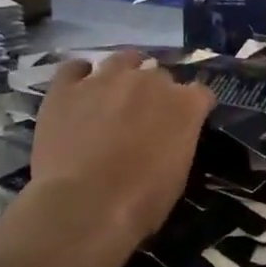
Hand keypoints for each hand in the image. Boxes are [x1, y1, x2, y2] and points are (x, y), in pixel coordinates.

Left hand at [31, 51, 214, 248]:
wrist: (84, 206)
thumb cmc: (140, 202)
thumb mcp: (177, 175)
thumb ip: (178, 142)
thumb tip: (170, 137)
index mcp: (184, 104)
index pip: (199, 92)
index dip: (193, 106)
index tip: (186, 122)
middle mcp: (149, 80)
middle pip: (159, 74)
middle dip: (155, 92)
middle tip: (145, 117)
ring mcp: (105, 79)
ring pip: (121, 60)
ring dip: (123, 73)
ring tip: (114, 93)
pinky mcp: (66, 88)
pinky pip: (74, 67)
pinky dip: (78, 75)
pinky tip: (78, 89)